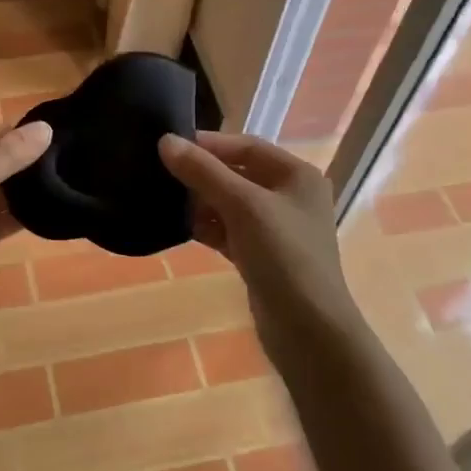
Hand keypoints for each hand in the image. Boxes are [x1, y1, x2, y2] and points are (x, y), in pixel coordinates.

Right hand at [157, 131, 360, 340]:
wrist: (308, 329)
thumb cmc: (283, 256)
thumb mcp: (243, 206)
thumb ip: (204, 172)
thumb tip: (166, 141)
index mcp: (297, 175)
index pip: (247, 146)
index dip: (209, 144)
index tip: (169, 146)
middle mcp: (291, 197)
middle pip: (238, 174)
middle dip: (203, 175)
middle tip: (162, 176)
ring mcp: (277, 229)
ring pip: (231, 204)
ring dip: (202, 203)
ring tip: (168, 203)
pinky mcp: (263, 256)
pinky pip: (230, 231)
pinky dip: (209, 228)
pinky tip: (184, 229)